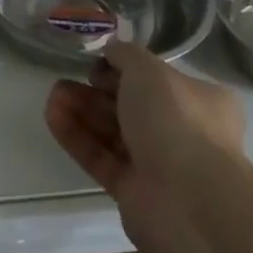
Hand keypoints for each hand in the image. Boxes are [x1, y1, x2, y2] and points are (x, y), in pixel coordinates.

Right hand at [44, 39, 245, 251]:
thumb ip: (125, 54)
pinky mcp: (133, 191)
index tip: (96, 64)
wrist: (188, 201)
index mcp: (200, 101)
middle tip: (63, 80)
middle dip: (94, 91)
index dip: (123, 69)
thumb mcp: (149, 70)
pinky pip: (101, 158)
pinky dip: (77, 137)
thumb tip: (111, 50)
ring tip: (52, 96)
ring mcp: (158, 164)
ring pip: (112, 132)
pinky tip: (52, 117)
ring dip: (81, 111)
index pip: (156, 80)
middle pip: (129, 106)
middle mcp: (182, 132)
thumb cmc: (176, 121)